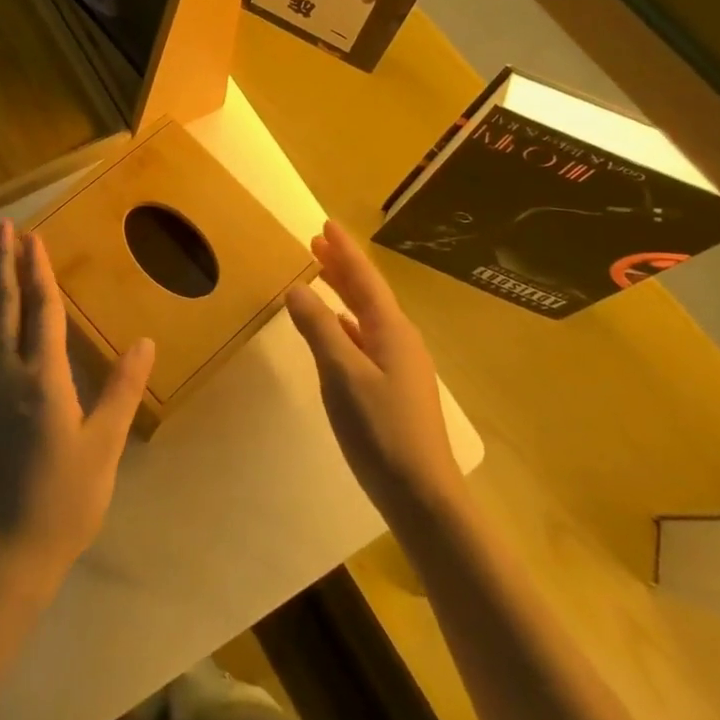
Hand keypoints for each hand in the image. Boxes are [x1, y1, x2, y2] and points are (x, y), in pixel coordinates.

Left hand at [0, 219, 154, 600]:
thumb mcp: (103, 448)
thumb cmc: (63, 501)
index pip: (42, 312)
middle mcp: (5, 375)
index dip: (39, 271)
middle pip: (4, 307)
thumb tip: (146, 342)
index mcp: (44, 381)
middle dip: (3, 263)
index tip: (33, 237)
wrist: (2, 553)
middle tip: (0, 226)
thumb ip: (121, 391)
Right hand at [286, 219, 461, 526]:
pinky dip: (347, 324)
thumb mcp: (343, 375)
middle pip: (368, 294)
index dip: (344, 251)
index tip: (326, 224)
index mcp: (392, 331)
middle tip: (317, 243)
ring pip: (367, 316)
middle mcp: (400, 341)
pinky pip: (366, 339)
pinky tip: (337, 329)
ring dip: (344, 293)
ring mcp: (400, 366)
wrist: (422, 494)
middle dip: (342, 267)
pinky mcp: (394, 388)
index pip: (364, 279)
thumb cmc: (381, 430)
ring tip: (321, 276)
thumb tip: (297, 288)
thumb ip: (319, 329)